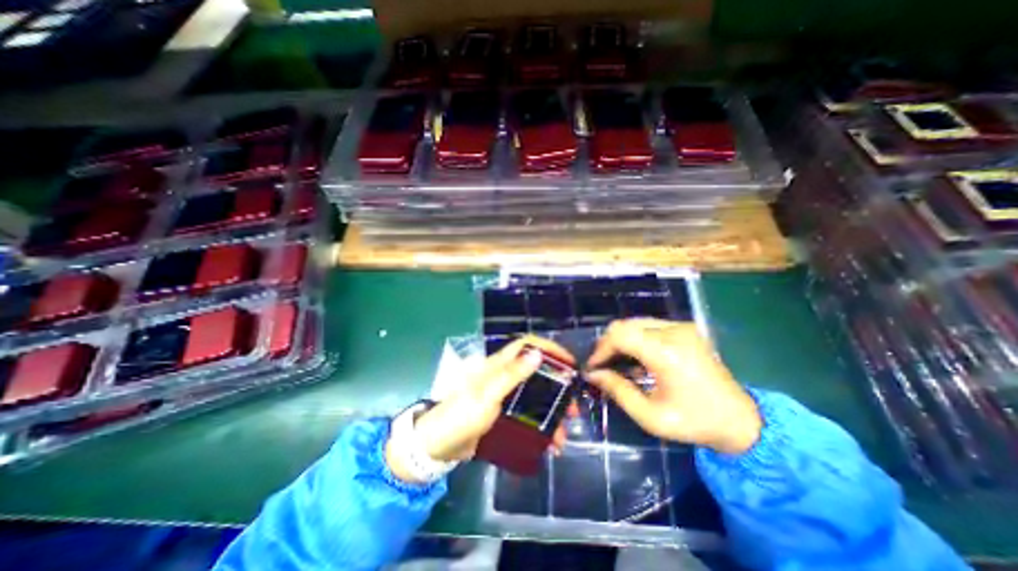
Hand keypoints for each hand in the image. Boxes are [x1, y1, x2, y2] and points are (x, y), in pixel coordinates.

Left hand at [386, 335, 571, 480]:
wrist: (437, 447)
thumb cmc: (461, 415)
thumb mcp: (487, 395)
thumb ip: (511, 375)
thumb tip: (537, 354)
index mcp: (498, 366)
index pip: (527, 345)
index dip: (549, 348)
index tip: (569, 362)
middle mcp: (503, 377)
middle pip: (537, 373)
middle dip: (558, 387)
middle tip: (573, 406)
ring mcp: (504, 397)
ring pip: (535, 398)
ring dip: (552, 414)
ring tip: (563, 436)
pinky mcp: (503, 416)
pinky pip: (527, 417)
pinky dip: (540, 428)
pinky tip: (549, 444)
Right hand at [584, 316, 757, 455]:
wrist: (741, 420)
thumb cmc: (695, 422)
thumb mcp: (651, 416)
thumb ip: (617, 390)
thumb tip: (592, 374)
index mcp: (667, 353)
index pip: (620, 335)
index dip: (601, 349)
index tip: (592, 367)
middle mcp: (674, 332)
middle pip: (625, 325)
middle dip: (608, 344)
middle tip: (602, 365)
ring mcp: (681, 327)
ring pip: (635, 323)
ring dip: (621, 340)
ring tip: (616, 362)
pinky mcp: (685, 329)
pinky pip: (648, 326)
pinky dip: (635, 339)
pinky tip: (635, 358)